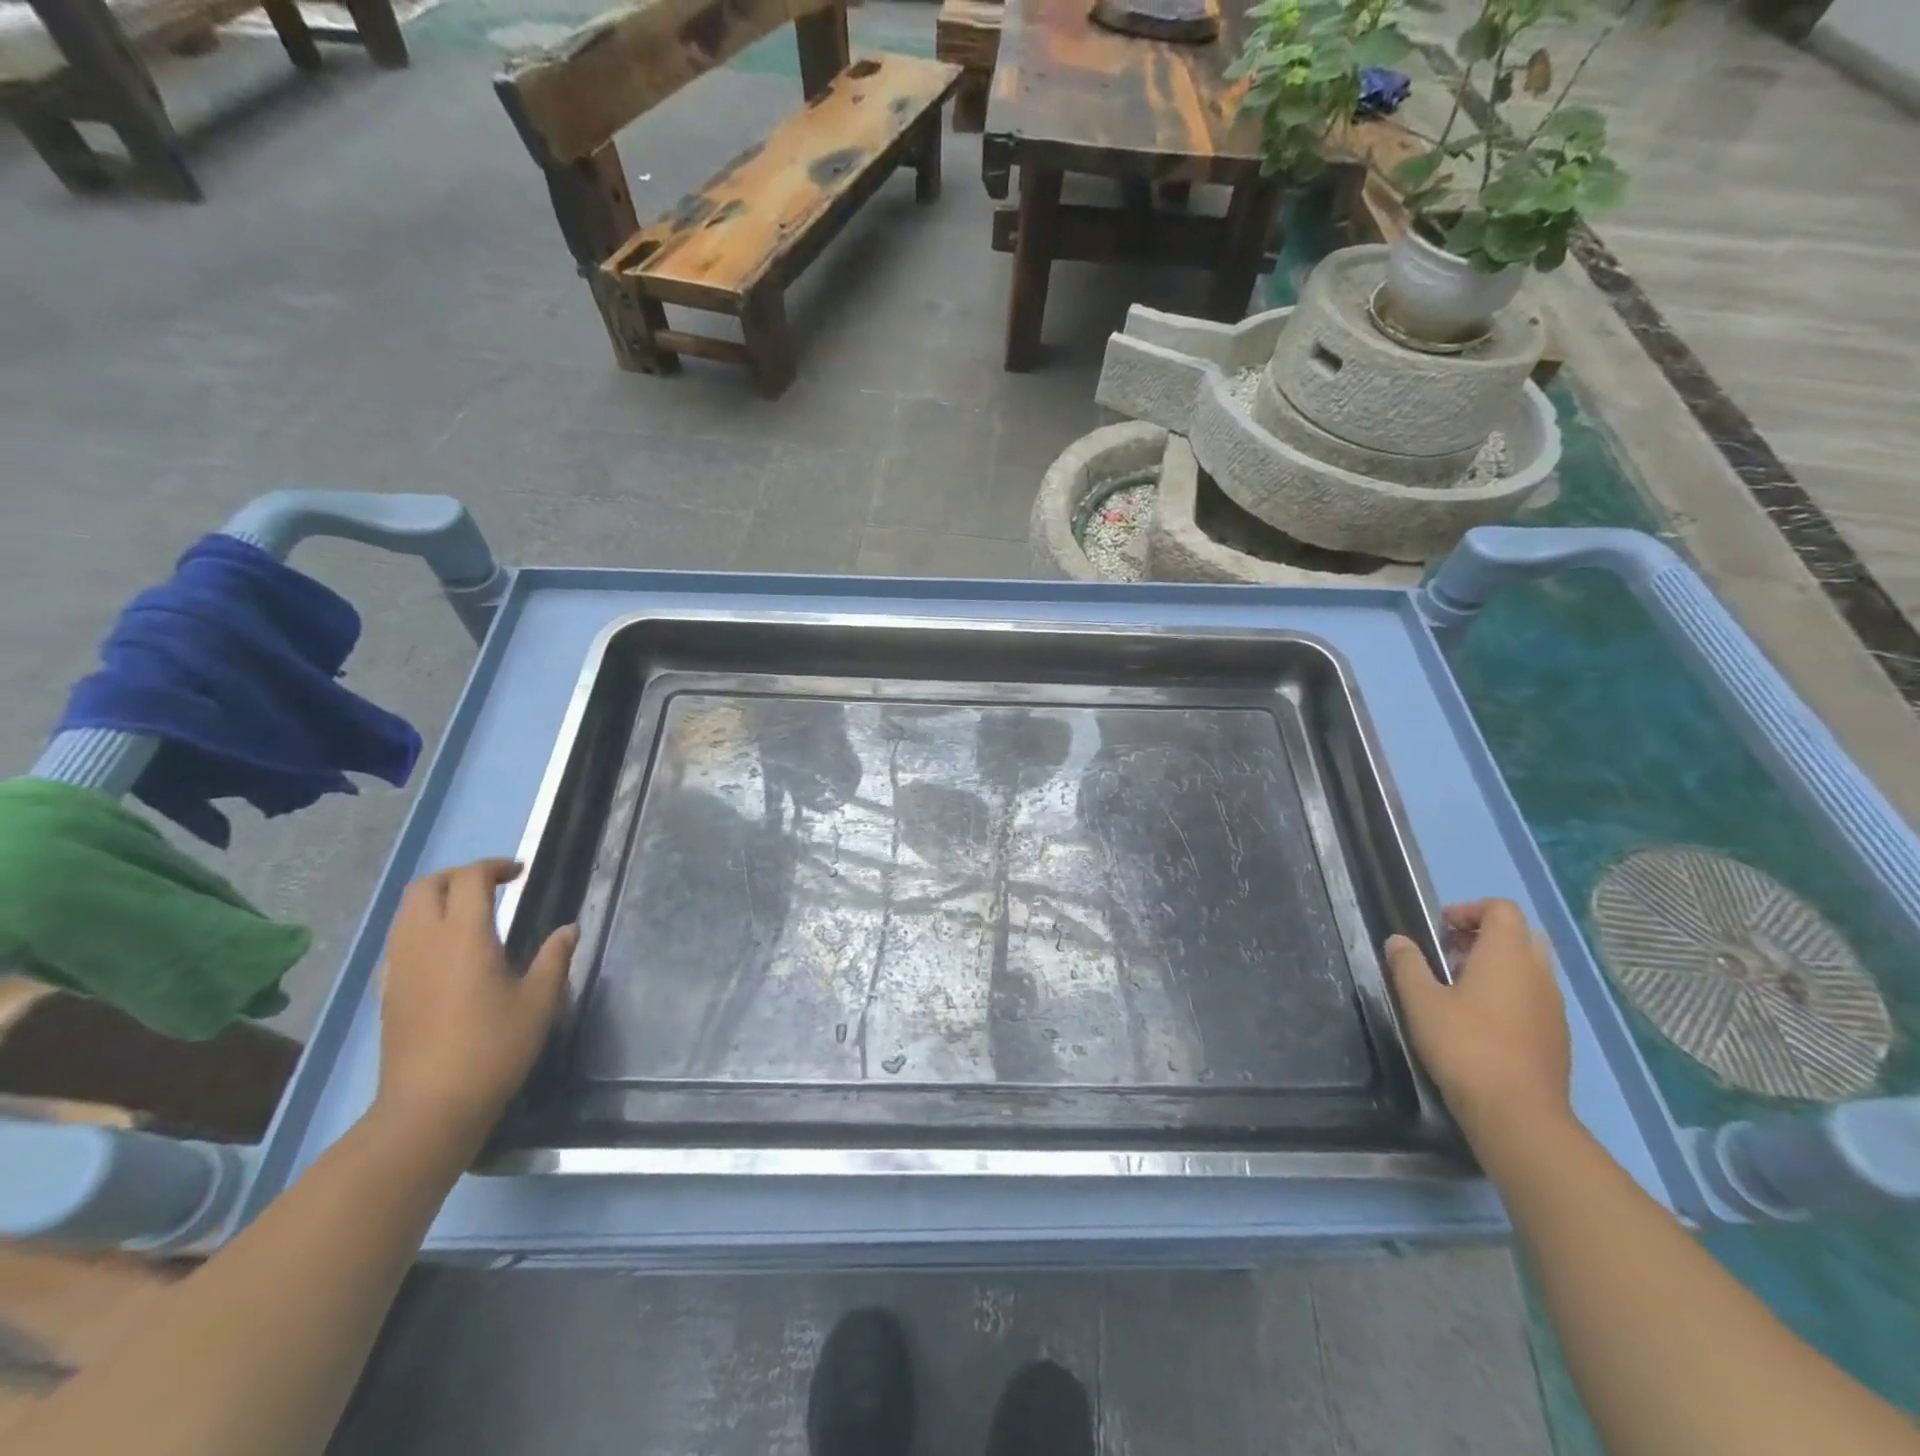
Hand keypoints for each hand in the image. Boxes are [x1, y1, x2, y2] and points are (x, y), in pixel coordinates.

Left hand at [375, 858, 576, 1154]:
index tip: (519, 873)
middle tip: (494, 886)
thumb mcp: (540, 1001)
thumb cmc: (493, 1048)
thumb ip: (555, 957)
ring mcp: (399, 967)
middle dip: (459, 876)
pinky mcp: (388, 991)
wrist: (430, 1107)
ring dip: (438, 899)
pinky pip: (399, 940)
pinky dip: (422, 928)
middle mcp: (424, 941)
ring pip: (407, 911)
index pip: (470, 879)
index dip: (495, 867)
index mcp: (464, 935)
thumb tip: (568, 929)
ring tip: (472, 913)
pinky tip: (447, 952)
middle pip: (427, 886)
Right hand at [1383, 899, 1571, 1151]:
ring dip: (1497, 965)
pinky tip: (1480, 1021)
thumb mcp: (1420, 1001)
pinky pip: (1535, 997)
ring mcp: (1554, 1006)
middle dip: (1484, 935)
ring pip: (1530, 967)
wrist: (1518, 1114)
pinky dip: (1510, 993)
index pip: (1502, 909)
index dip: (1470, 909)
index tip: (1440, 928)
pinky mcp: (1557, 1036)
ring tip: (1459, 988)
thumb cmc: (1464, 1045)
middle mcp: (1538, 973)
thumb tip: (1398, 941)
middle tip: (1450, 953)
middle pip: (1520, 934)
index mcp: (1508, 955)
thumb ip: (1407, 964)